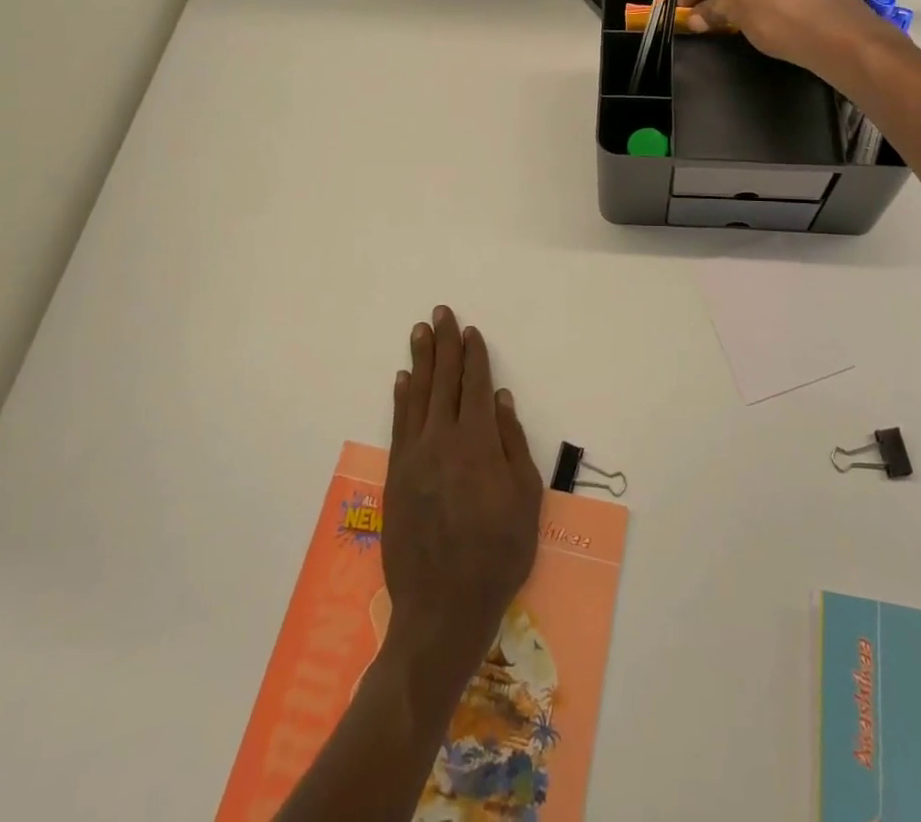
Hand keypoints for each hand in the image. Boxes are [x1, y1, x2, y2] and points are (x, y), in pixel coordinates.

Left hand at [384, 306, 542, 679]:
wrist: (443, 607)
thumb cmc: (497, 554)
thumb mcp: (525, 499)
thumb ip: (512, 443)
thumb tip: (499, 398)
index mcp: (477, 442)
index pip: (474, 385)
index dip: (473, 355)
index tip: (471, 331)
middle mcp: (442, 439)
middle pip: (443, 380)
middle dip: (444, 344)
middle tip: (441, 313)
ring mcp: (414, 455)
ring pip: (417, 395)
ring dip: (420, 360)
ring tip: (420, 332)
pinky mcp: (395, 475)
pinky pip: (398, 423)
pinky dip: (401, 397)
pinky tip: (402, 379)